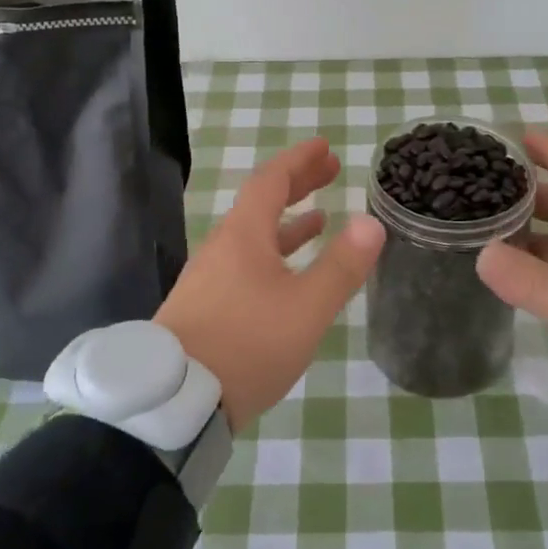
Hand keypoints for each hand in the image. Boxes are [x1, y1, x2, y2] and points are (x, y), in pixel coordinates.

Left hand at [155, 137, 384, 430]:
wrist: (176, 402)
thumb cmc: (247, 345)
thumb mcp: (306, 308)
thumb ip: (341, 266)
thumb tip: (371, 222)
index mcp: (243, 236)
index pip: (271, 180)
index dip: (299, 160)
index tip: (324, 146)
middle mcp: (223, 248)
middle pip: (261, 203)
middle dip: (297, 184)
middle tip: (330, 171)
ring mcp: (210, 278)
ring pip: (254, 236)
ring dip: (288, 221)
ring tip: (320, 217)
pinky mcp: (206, 306)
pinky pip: (246, 262)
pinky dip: (274, 254)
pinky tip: (288, 275)